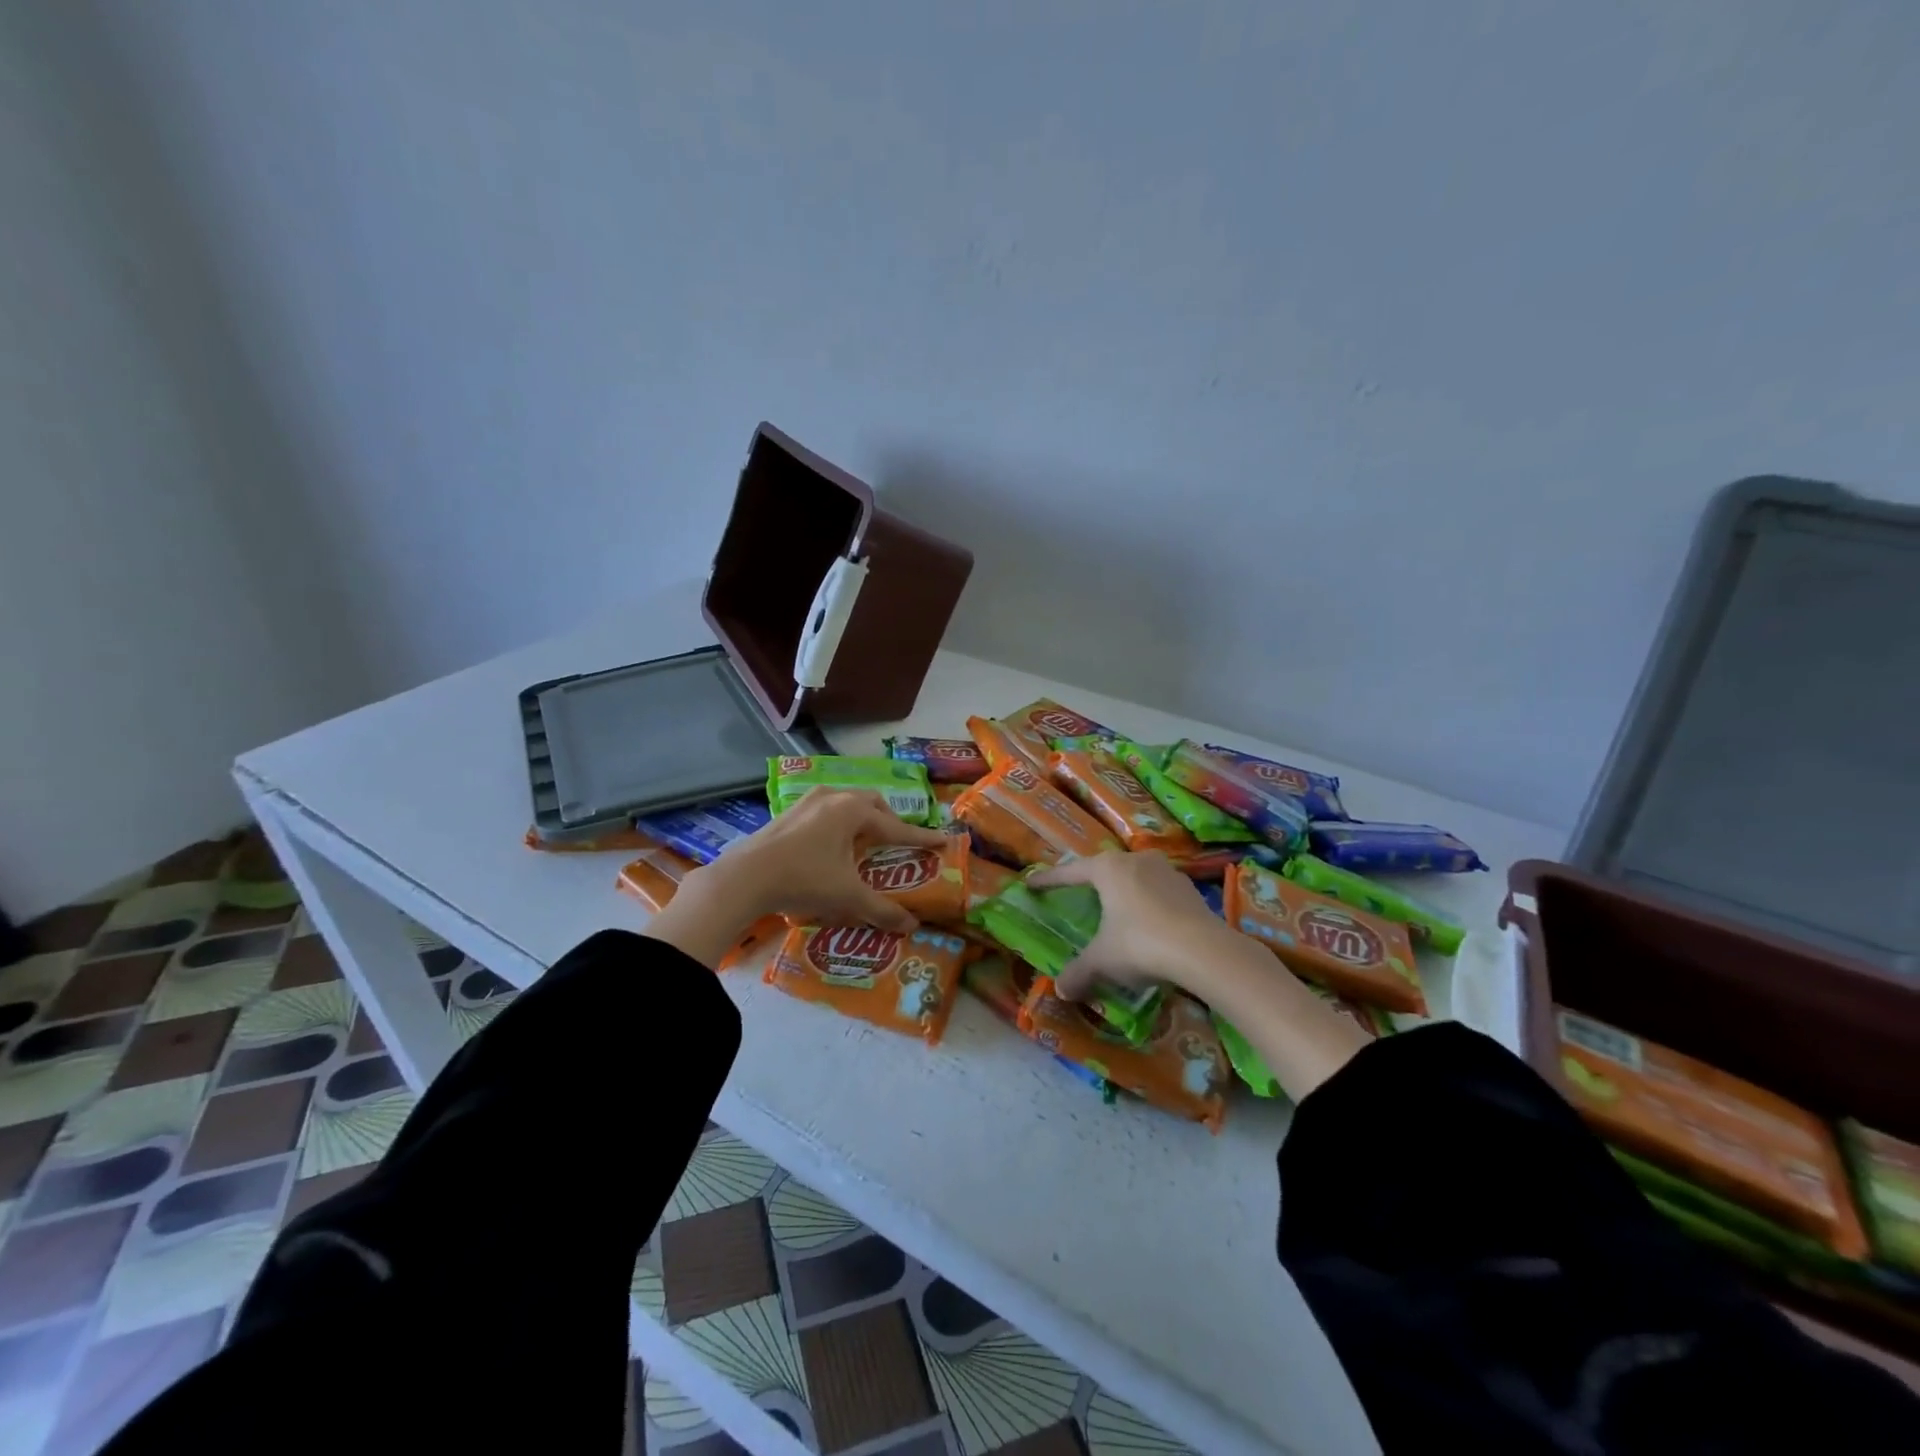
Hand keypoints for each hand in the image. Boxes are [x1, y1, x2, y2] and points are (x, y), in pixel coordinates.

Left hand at [646, 789, 948, 966]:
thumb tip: (911, 927)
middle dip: (888, 820)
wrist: (744, 878)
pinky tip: (830, 845)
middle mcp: (832, 798)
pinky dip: (837, 824)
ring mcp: (806, 803)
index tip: (942, 840)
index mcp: (852, 811)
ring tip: (864, 842)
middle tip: (897, 841)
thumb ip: (882, 910)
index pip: (896, 826)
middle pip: (871, 804)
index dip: (921, 837)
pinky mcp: (787, 813)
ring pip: (845, 803)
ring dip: (861, 819)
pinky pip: (824, 811)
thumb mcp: (847, 897)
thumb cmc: (804, 880)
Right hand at [1028, 850, 1237, 1001]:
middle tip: (1079, 894)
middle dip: (1091, 882)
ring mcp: (1166, 872)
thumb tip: (1060, 990)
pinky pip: (1159, 893)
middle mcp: (1136, 861)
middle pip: (1105, 869)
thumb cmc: (1140, 944)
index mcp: (1108, 869)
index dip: (1049, 880)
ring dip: (1124, 892)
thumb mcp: (1103, 960)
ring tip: (1117, 910)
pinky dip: (1149, 905)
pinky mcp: (1190, 889)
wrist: (1203, 950)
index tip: (1032, 883)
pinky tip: (1149, 924)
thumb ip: (1079, 972)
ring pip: (1136, 878)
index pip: (1070, 872)